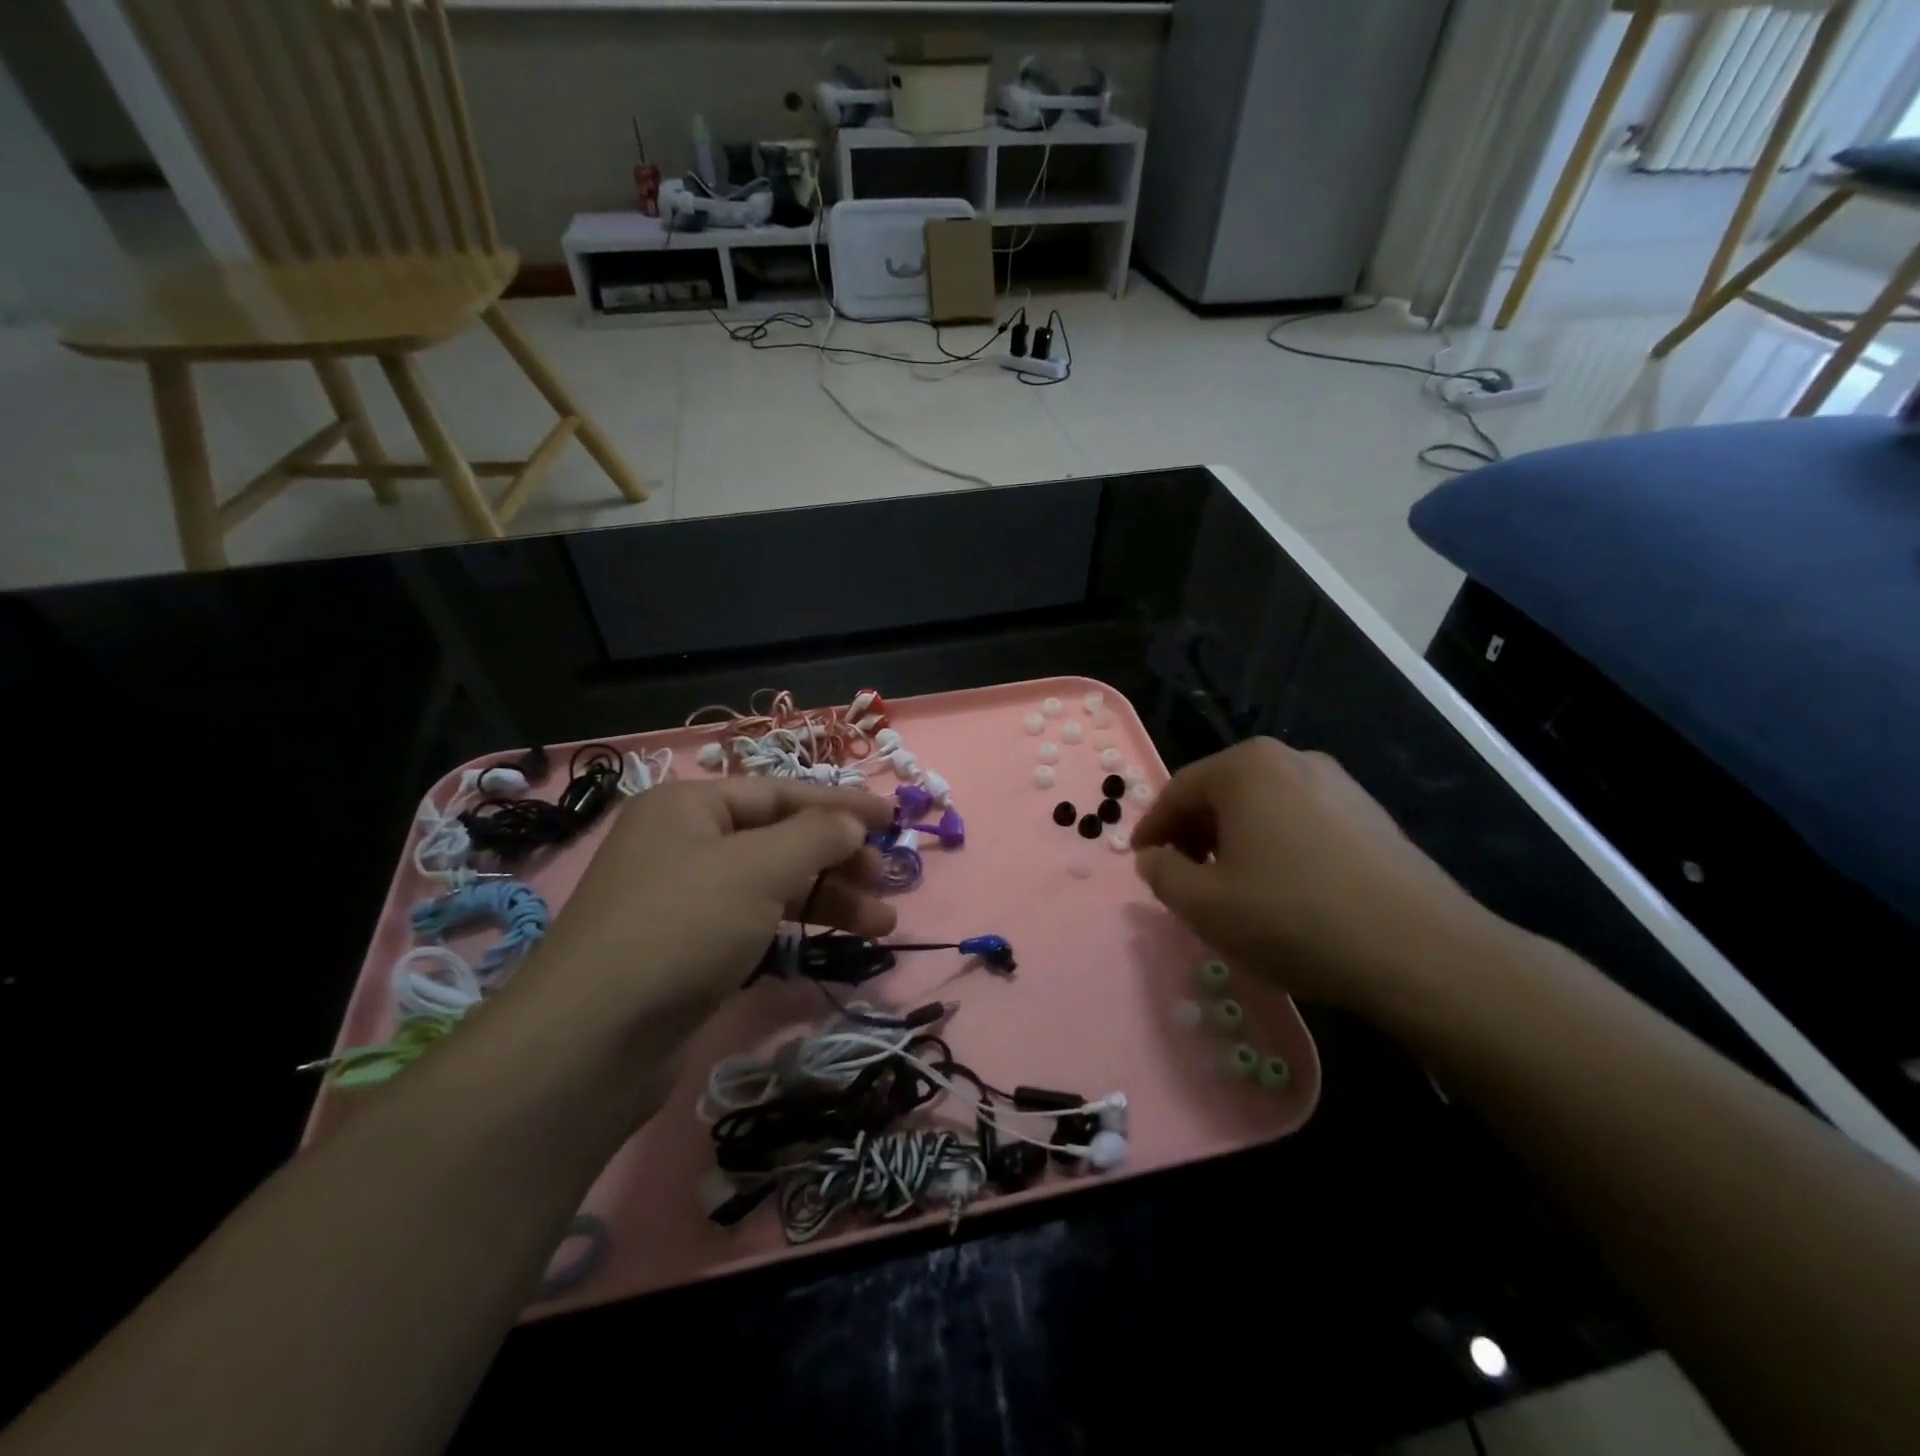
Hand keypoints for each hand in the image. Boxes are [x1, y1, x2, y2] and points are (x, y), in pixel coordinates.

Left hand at [527, 778, 897, 1038]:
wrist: (592, 1042)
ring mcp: (683, 898)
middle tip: (886, 880)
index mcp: (691, 806)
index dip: (842, 805)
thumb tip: (852, 823)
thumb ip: (815, 836)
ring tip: (883, 923)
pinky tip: (832, 940)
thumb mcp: (758, 868)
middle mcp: (684, 843)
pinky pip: (755, 920)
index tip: (894, 819)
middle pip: (780, 838)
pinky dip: (796, 926)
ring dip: (828, 898)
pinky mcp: (687, 948)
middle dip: (838, 858)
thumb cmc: (681, 928)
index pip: (781, 793)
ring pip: (772, 884)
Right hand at [1132, 738, 1498, 1013]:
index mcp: (1247, 767)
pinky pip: (1301, 822)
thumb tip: (1154, 858)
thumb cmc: (1293, 918)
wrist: (1420, 952)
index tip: (1142, 862)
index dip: (1152, 829)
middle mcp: (1292, 760)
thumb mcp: (1204, 905)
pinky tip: (1283, 891)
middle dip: (1194, 835)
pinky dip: (1276, 847)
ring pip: (1262, 808)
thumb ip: (1161, 874)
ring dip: (1235, 842)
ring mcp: (1339, 784)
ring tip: (1232, 889)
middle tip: (1183, 878)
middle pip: (1221, 794)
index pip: (1178, 791)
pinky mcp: (1371, 815)